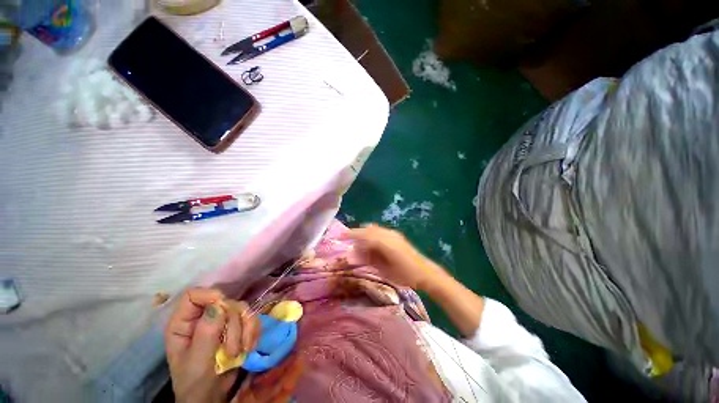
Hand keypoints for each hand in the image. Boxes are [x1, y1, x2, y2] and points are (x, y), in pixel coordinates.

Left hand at [165, 288, 258, 402]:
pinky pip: (252, 318)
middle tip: (232, 350)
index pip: (194, 295)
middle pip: (224, 302)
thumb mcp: (197, 362)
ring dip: (245, 330)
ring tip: (240, 352)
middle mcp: (204, 317)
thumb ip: (205, 334)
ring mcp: (222, 320)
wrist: (212, 396)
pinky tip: (249, 347)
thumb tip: (218, 306)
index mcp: (184, 323)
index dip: (209, 296)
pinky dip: (253, 331)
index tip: (223, 309)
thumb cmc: (195, 382)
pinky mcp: (238, 326)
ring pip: (241, 309)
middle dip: (233, 325)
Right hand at [343, 224, 445, 290]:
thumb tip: (353, 252)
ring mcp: (393, 234)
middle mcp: (388, 234)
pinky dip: (372, 235)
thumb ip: (368, 259)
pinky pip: (380, 231)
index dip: (351, 234)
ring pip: (373, 229)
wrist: (424, 272)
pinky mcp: (396, 236)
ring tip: (359, 247)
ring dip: (364, 235)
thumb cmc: (404, 275)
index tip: (340, 236)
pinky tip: (371, 246)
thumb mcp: (384, 270)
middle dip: (357, 235)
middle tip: (349, 244)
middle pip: (368, 229)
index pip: (364, 234)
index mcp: (385, 242)